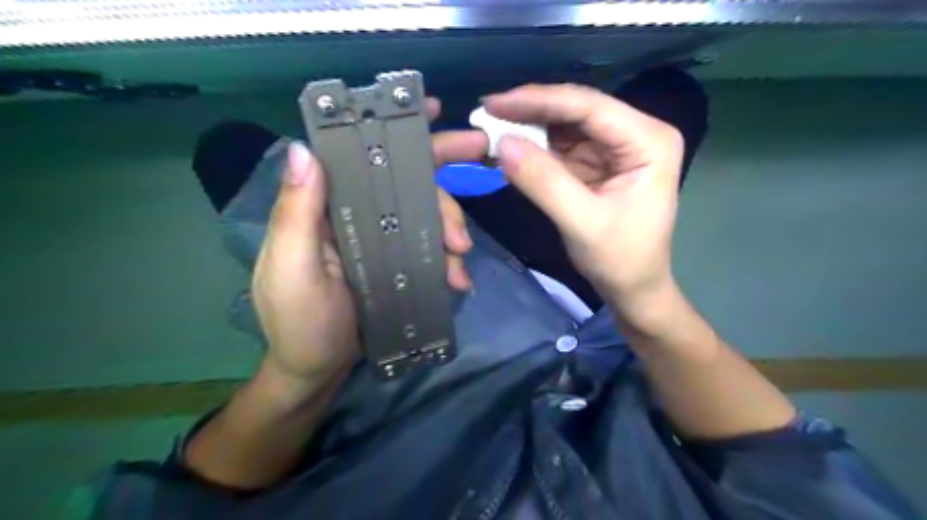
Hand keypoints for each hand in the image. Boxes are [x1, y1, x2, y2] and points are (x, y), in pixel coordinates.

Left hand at [253, 100, 484, 384]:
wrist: (319, 372)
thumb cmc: (300, 324)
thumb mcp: (293, 271)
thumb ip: (297, 215)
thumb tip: (305, 149)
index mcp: (326, 207)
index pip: (358, 156)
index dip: (392, 129)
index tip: (430, 111)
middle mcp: (355, 214)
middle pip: (404, 181)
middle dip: (441, 172)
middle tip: (481, 160)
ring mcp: (380, 239)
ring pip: (425, 215)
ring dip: (450, 228)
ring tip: (462, 260)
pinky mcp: (397, 263)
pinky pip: (430, 249)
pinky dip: (448, 260)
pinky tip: (458, 280)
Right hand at [486, 84, 686, 305]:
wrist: (633, 287)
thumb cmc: (620, 260)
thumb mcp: (582, 223)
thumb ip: (543, 182)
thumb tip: (502, 143)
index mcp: (649, 141)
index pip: (589, 107)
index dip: (538, 101)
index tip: (494, 104)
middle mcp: (635, 133)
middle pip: (576, 110)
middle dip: (531, 112)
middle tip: (486, 113)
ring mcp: (615, 147)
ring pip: (564, 125)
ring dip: (528, 128)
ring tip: (491, 129)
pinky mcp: (597, 162)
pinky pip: (560, 146)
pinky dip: (533, 148)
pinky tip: (509, 148)